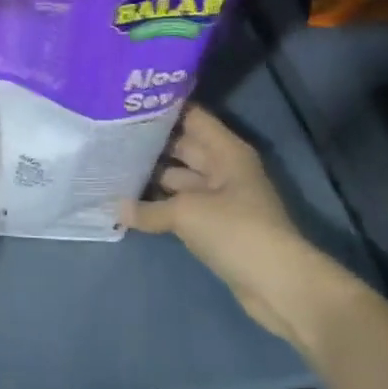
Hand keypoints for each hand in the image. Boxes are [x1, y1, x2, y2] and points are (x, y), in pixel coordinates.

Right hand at [120, 106, 368, 344]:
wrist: (277, 284)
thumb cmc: (235, 231)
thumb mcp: (186, 213)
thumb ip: (149, 208)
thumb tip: (116, 208)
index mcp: (225, 151)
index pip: (191, 116)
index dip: (161, 109)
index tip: (125, 104)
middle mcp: (223, 168)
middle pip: (182, 147)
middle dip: (149, 144)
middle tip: (110, 137)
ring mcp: (219, 198)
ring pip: (178, 178)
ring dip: (150, 176)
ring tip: (111, 168)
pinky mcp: (214, 225)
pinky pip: (180, 206)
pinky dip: (158, 206)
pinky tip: (127, 204)